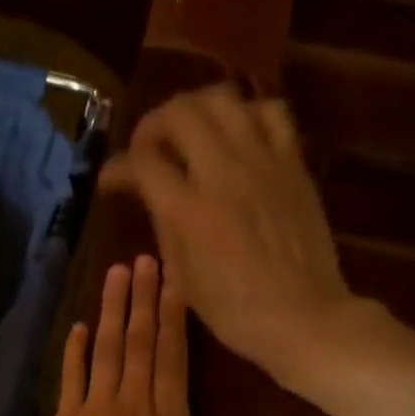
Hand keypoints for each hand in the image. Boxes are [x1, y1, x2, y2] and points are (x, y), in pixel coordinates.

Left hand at [37, 255, 261, 415]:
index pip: (173, 356)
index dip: (174, 314)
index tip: (175, 279)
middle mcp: (133, 405)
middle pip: (140, 340)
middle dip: (144, 296)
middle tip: (144, 257)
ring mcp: (95, 410)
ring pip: (107, 349)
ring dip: (113, 309)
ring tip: (116, 273)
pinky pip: (71, 377)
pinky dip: (75, 350)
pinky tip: (81, 325)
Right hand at [100, 84, 357, 385]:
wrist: (303, 316)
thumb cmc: (234, 309)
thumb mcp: (182, 274)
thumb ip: (163, 224)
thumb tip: (150, 193)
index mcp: (188, 209)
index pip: (141, 162)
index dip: (117, 167)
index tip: (111, 180)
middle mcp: (223, 173)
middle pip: (179, 113)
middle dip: (151, 125)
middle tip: (147, 148)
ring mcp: (262, 162)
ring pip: (223, 99)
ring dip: (196, 108)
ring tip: (189, 131)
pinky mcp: (292, 163)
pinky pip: (271, 112)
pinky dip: (247, 113)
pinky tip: (238, 135)